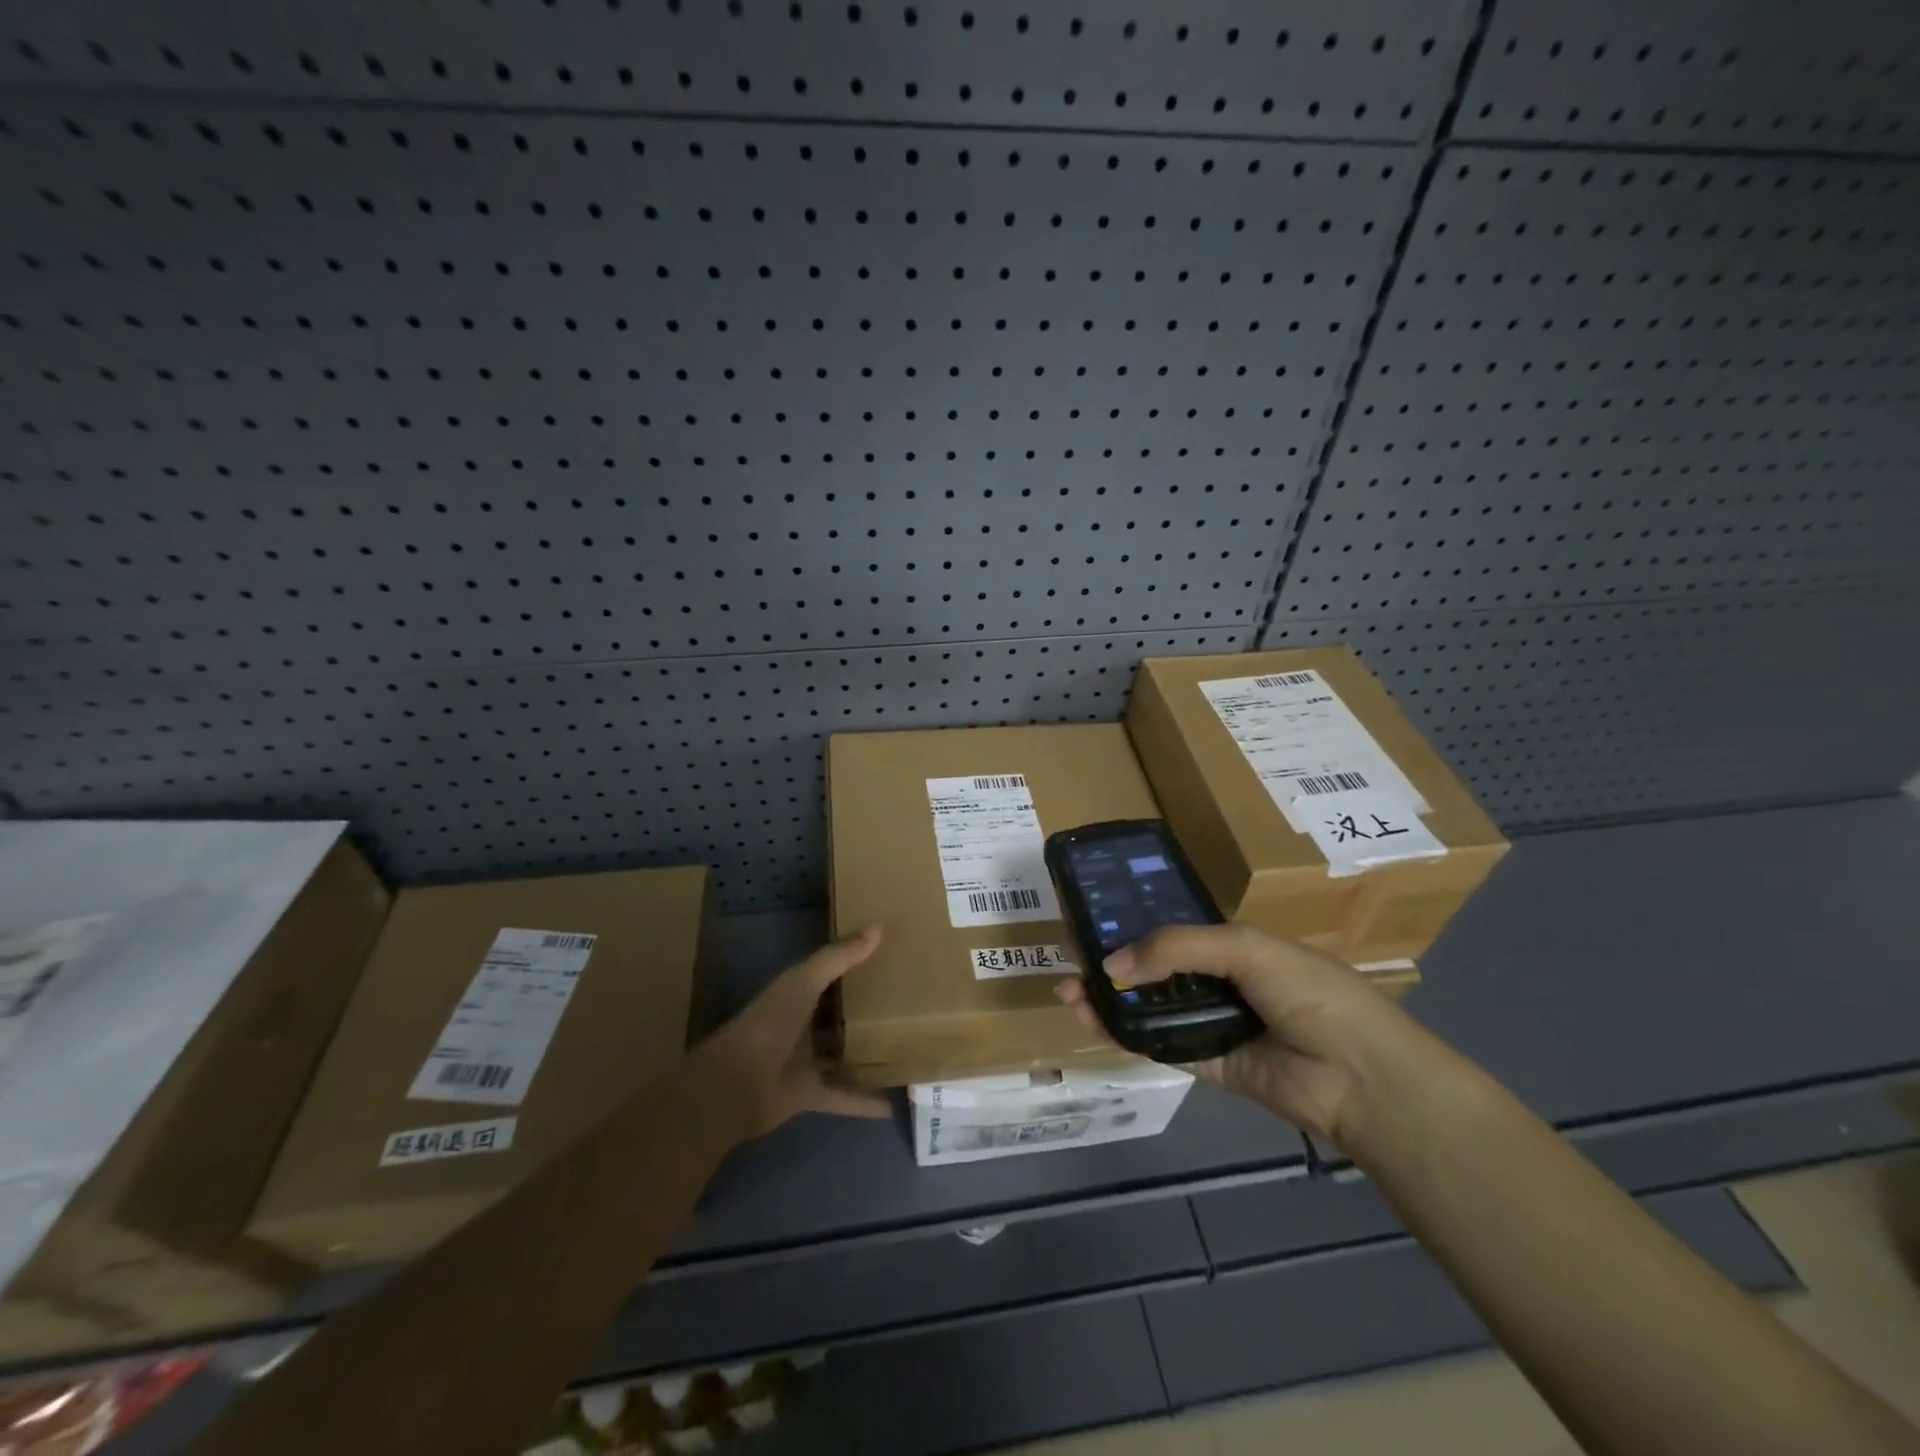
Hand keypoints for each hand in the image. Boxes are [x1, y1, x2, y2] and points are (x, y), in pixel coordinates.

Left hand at [685, 924, 892, 1138]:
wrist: (733, 1087)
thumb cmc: (768, 1025)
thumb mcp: (804, 982)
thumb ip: (838, 957)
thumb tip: (878, 926)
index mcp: (798, 992)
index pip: (831, 972)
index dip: (856, 962)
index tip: (892, 954)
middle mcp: (803, 1024)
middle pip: (840, 1013)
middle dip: (867, 1008)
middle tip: (909, 1002)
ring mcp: (805, 1061)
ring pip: (843, 1054)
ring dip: (867, 1054)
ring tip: (907, 1050)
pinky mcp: (809, 1094)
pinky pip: (843, 1096)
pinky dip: (864, 1102)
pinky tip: (892, 1105)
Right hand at [1055, 923, 1419, 1145]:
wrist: (1361, 1076)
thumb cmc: (1309, 992)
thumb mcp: (1243, 947)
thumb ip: (1174, 949)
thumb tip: (1110, 967)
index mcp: (1233, 945)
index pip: (1171, 930)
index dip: (1131, 925)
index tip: (1090, 921)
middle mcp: (1219, 982)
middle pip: (1153, 969)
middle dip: (1110, 963)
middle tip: (1068, 957)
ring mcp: (1213, 1024)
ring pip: (1150, 1008)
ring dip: (1109, 999)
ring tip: (1068, 991)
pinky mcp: (1209, 1065)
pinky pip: (1160, 1045)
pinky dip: (1126, 1034)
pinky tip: (1094, 1021)